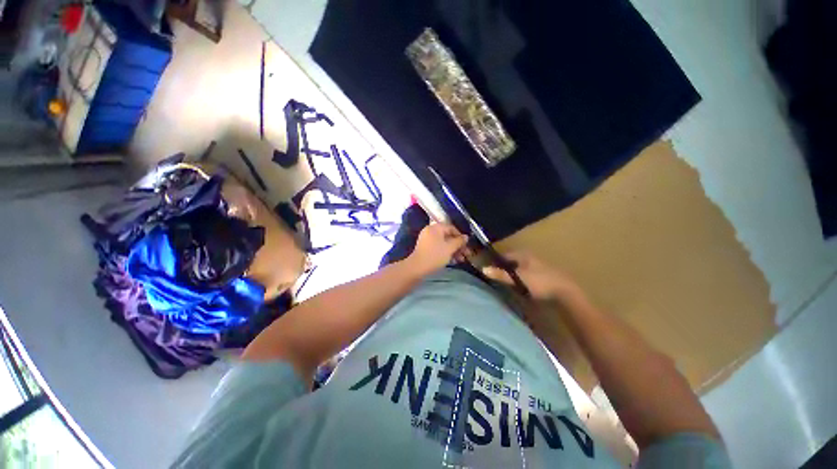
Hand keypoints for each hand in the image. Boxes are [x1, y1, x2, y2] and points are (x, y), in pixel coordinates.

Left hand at [406, 223, 468, 275]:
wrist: (417, 268)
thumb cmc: (435, 255)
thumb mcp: (450, 248)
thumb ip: (459, 241)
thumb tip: (466, 237)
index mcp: (435, 228)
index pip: (451, 228)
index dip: (460, 236)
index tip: (467, 245)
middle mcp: (430, 231)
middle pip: (448, 236)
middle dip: (458, 245)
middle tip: (466, 254)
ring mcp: (427, 240)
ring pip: (444, 243)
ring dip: (454, 250)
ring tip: (461, 260)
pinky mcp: (426, 248)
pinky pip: (438, 247)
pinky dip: (446, 252)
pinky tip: (453, 261)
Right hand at [482, 251, 582, 301]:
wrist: (565, 293)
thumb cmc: (540, 282)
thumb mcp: (518, 278)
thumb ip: (501, 274)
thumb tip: (483, 269)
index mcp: (524, 255)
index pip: (505, 255)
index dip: (495, 261)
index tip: (487, 268)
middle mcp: (530, 259)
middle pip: (511, 262)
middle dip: (503, 268)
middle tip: (494, 277)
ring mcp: (537, 268)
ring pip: (519, 270)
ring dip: (511, 275)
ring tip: (503, 283)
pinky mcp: (542, 277)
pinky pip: (525, 276)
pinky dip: (519, 281)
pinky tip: (517, 288)